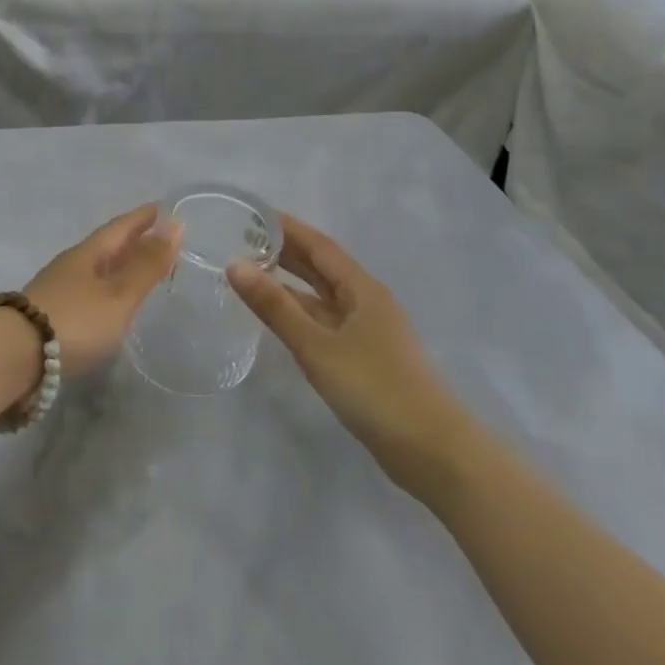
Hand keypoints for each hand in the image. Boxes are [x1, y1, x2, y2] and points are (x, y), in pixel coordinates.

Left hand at [24, 204, 181, 374]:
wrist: (13, 355)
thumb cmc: (74, 320)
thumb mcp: (119, 294)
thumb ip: (146, 265)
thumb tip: (175, 223)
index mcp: (88, 253)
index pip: (120, 227)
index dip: (142, 218)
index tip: (161, 207)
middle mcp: (71, 265)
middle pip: (106, 246)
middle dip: (131, 240)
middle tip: (156, 236)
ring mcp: (57, 289)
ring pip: (95, 269)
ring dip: (117, 266)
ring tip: (138, 269)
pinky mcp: (49, 315)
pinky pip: (86, 291)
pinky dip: (105, 289)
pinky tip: (108, 303)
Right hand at [227, 213, 473, 499]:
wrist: (430, 450)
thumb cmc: (374, 389)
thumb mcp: (317, 346)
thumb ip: (275, 307)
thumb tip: (234, 265)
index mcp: (362, 289)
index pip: (319, 246)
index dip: (288, 228)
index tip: (253, 213)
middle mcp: (366, 302)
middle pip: (322, 267)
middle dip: (286, 251)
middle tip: (243, 239)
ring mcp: (367, 331)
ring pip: (322, 297)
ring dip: (290, 283)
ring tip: (251, 273)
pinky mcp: (364, 358)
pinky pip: (324, 322)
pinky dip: (299, 313)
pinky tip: (278, 318)